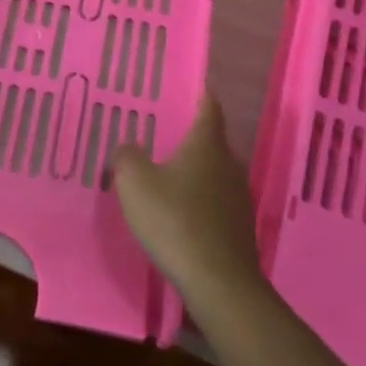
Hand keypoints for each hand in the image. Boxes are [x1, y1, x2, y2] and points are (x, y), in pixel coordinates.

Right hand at [112, 93, 267, 313]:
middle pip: (210, 140)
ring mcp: (238, 196)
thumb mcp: (135, 184)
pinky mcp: (239, 227)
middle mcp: (229, 163)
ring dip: (193, 170)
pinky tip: (178, 213)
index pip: (208, 107)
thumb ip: (127, 157)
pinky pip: (215, 201)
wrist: (220, 283)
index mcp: (207, 144)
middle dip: (189, 136)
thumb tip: (129, 148)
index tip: (193, 83)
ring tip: (165, 173)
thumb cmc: (175, 221)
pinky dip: (198, 199)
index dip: (201, 93)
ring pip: (213, 172)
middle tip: (162, 132)